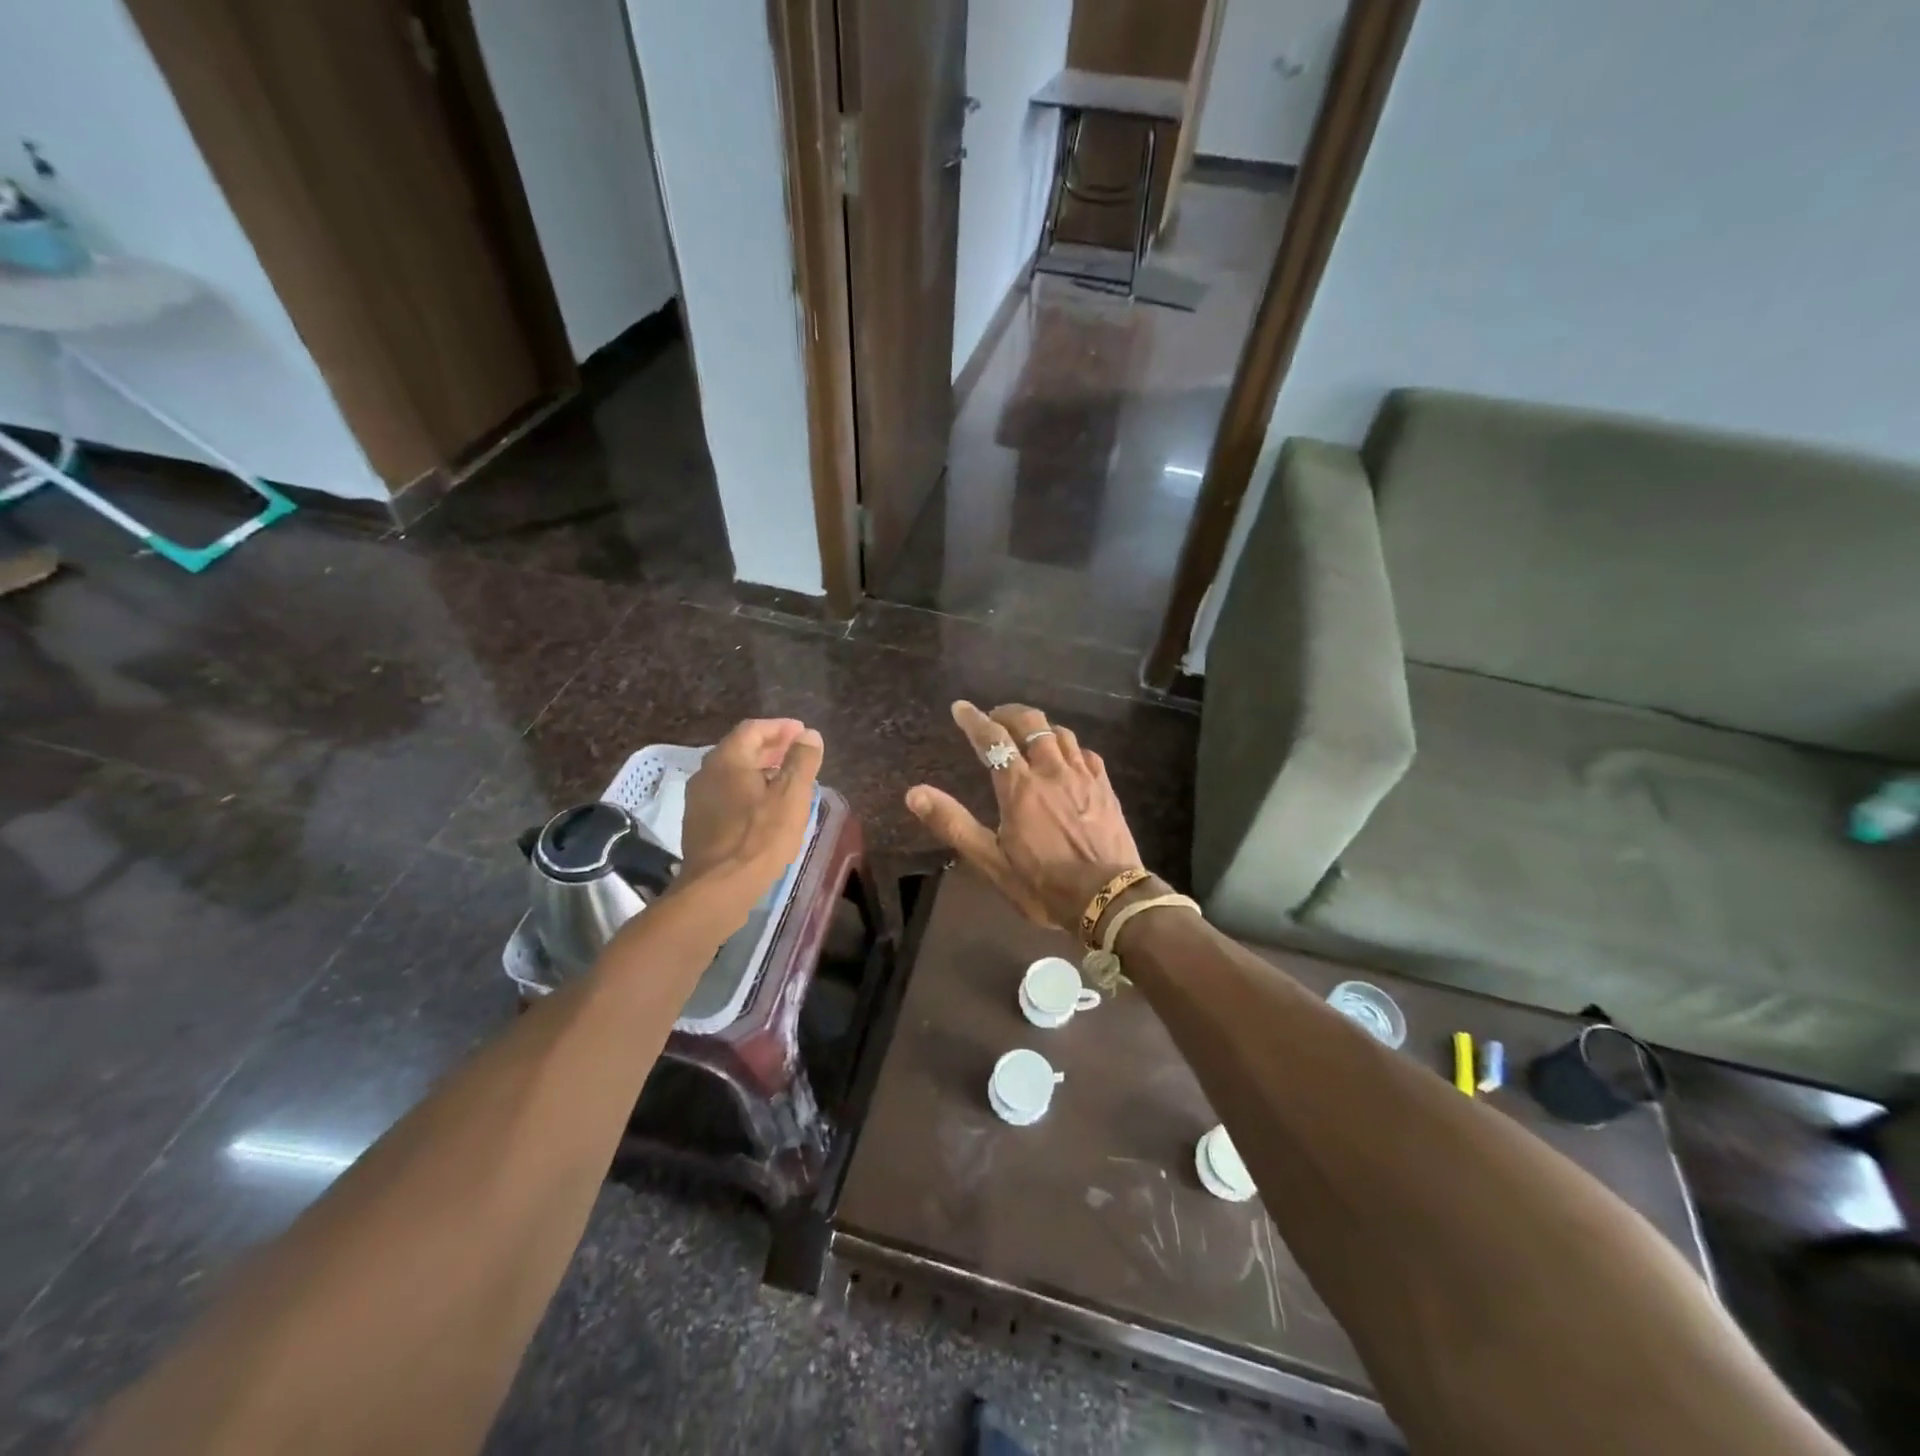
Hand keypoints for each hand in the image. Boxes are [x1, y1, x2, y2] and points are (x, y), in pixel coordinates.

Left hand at [678, 719, 822, 910]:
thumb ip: (801, 761)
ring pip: (732, 774)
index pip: (752, 729)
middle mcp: (706, 774)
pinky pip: (727, 795)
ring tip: (786, 780)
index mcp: (726, 761)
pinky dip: (748, 791)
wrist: (718, 888)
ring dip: (759, 770)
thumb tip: (809, 735)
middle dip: (770, 747)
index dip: (779, 727)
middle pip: (740, 750)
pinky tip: (766, 808)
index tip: (802, 733)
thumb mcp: (791, 796)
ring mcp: (699, 801)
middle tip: (796, 753)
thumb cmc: (759, 837)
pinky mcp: (699, 825)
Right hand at [905, 701, 1143, 929]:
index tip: (960, 708)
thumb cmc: (1043, 884)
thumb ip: (953, 824)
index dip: (974, 720)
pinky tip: (1066, 758)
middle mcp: (1052, 771)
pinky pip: (1086, 753)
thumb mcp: (991, 861)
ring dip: (1040, 728)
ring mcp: (1083, 777)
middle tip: (995, 718)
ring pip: (1061, 734)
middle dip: (1009, 713)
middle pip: (1031, 724)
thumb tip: (914, 794)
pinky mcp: (1105, 788)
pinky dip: (1069, 747)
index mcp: (1020, 787)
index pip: (992, 739)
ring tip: (1028, 736)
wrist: (1108, 899)